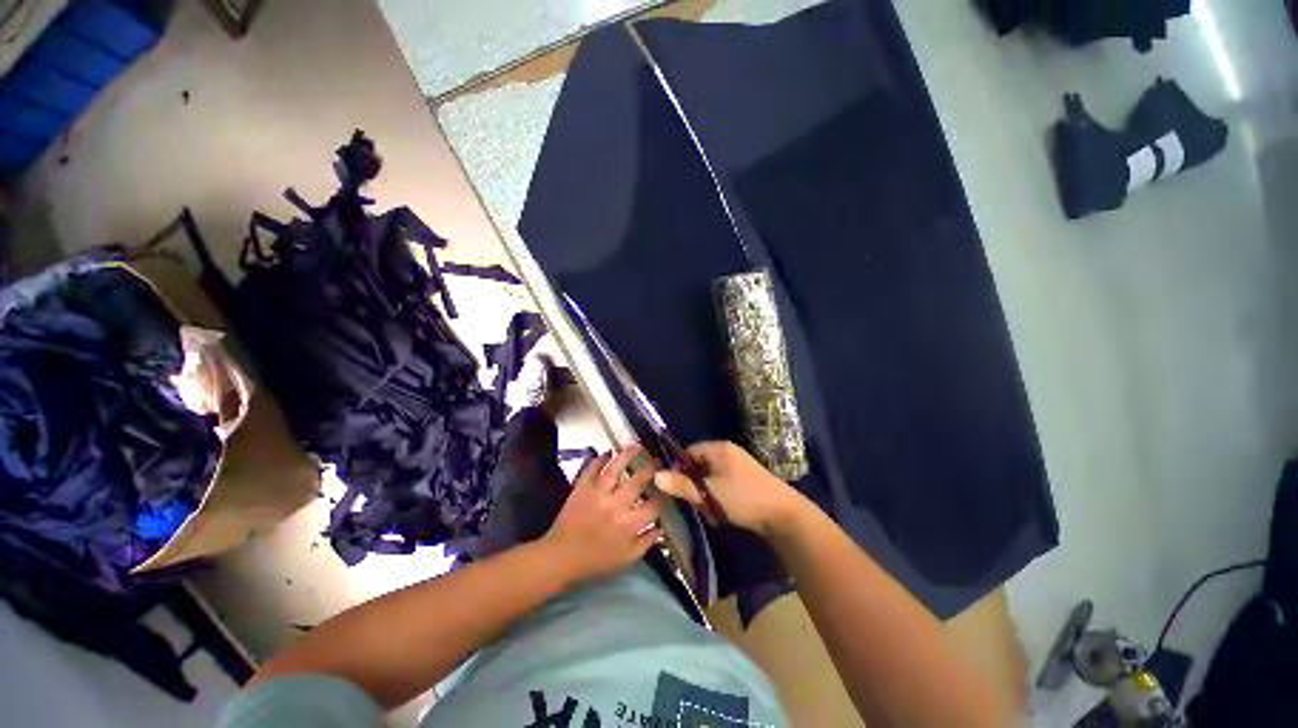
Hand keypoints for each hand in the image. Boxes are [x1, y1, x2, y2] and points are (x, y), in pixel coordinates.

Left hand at [541, 444, 663, 583]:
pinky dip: (599, 459)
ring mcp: (597, 494)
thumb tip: (661, 527)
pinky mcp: (581, 488)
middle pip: (638, 481)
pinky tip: (608, 452)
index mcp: (629, 524)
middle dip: (651, 468)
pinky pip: (591, 469)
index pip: (653, 504)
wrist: (561, 557)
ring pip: (615, 469)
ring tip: (636, 445)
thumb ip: (646, 542)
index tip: (669, 483)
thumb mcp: (626, 559)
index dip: (664, 492)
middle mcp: (616, 505)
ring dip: (626, 455)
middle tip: (658, 459)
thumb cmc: (596, 561)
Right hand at [655, 441, 808, 537]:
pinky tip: (722, 514)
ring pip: (711, 479)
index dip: (678, 467)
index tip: (674, 487)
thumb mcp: (709, 493)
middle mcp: (729, 453)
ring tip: (711, 513)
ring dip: (706, 496)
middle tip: (696, 504)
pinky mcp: (747, 481)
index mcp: (719, 449)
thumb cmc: (743, 498)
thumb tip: (655, 476)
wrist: (784, 515)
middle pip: (699, 465)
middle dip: (694, 486)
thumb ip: (682, 485)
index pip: (689, 451)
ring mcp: (739, 466)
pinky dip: (719, 499)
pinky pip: (723, 485)